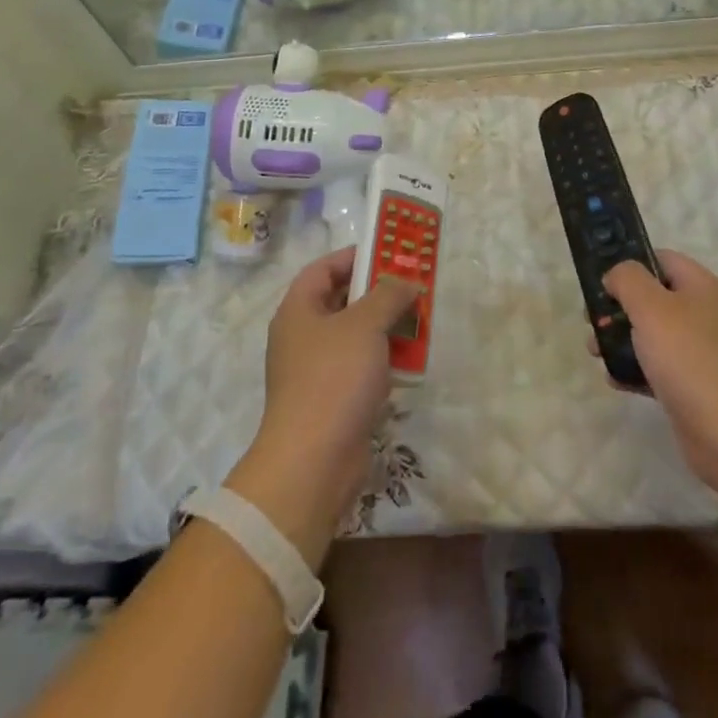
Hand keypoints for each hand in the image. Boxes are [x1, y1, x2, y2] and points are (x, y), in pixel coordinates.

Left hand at [228, 246, 419, 563]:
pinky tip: (410, 361)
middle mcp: (302, 336)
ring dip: (386, 327)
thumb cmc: (334, 379)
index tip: (389, 254)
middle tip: (411, 286)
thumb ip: (388, 295)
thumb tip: (406, 281)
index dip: (355, 257)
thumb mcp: (365, 325)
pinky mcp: (332, 401)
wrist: (313, 463)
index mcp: (298, 310)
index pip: (323, 268)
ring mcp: (315, 371)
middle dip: (378, 293)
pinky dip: (383, 360)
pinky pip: (360, 367)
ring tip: (419, 320)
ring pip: (354, 336)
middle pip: (341, 301)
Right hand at [595, 251, 717, 502]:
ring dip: (621, 340)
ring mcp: (700, 353)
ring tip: (595, 352)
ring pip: (652, 335)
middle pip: (652, 298)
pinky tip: (615, 380)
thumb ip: (627, 279)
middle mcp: (703, 314)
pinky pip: (657, 369)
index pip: (660, 259)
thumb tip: (616, 276)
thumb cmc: (690, 359)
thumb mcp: (651, 306)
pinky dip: (635, 370)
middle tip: (591, 320)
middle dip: (618, 307)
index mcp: (700, 286)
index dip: (629, 264)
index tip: (600, 282)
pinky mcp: (693, 388)